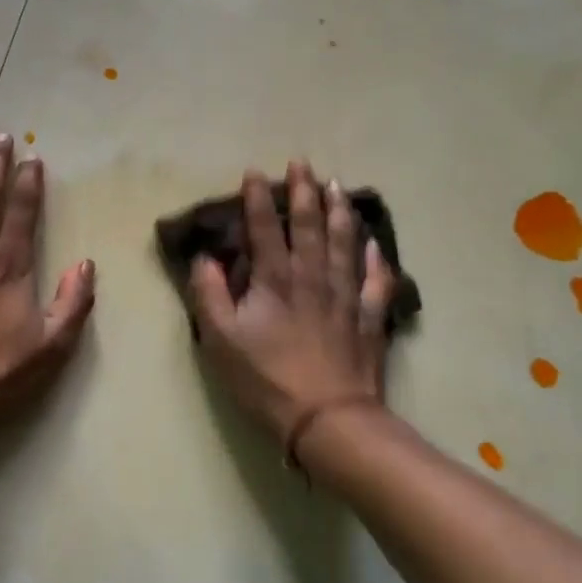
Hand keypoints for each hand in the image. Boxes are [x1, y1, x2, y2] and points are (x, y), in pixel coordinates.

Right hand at [188, 162, 397, 453]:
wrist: (328, 418)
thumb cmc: (266, 379)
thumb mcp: (220, 340)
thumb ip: (209, 294)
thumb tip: (204, 258)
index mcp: (275, 280)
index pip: (264, 229)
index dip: (257, 199)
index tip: (254, 172)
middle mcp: (313, 277)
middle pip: (309, 225)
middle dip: (303, 192)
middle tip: (302, 164)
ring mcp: (346, 295)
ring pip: (345, 243)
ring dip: (339, 212)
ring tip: (337, 186)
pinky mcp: (369, 318)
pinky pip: (376, 280)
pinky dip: (376, 259)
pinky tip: (374, 243)